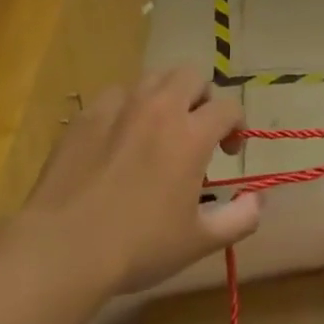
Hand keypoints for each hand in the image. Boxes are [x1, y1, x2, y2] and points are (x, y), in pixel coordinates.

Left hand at [22, 66, 257, 293]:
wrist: (64, 247)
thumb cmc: (139, 246)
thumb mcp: (200, 241)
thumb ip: (241, 218)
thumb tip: (260, 198)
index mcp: (191, 134)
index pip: (228, 107)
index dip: (237, 125)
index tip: (228, 151)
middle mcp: (158, 108)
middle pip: (191, 76)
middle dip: (202, 97)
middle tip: (196, 131)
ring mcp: (117, 107)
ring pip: (152, 78)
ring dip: (165, 96)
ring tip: (159, 130)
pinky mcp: (85, 116)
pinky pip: (115, 95)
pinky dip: (127, 108)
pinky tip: (119, 139)